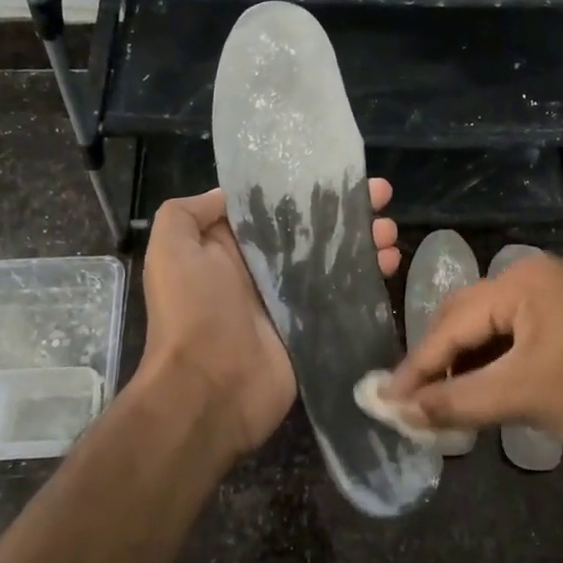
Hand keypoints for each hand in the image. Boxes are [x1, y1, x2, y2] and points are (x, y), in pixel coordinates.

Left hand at [138, 180, 398, 458]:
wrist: (208, 389)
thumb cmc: (192, 312)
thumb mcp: (170, 248)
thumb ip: (189, 212)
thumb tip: (227, 195)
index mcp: (229, 247)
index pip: (274, 208)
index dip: (305, 189)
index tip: (341, 174)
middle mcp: (261, 270)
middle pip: (311, 231)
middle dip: (346, 212)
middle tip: (382, 196)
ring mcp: (290, 300)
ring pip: (333, 260)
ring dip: (364, 241)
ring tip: (390, 230)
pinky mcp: (313, 327)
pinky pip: (344, 296)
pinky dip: (368, 278)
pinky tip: (391, 262)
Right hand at [384, 252, 562, 476]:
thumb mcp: (524, 397)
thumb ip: (456, 400)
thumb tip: (398, 410)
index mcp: (524, 281)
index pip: (453, 322)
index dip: (417, 364)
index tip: (385, 398)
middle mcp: (536, 278)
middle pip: (467, 319)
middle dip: (438, 362)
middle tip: (412, 403)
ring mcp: (557, 299)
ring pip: (490, 332)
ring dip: (465, 367)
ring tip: (442, 404)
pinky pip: (516, 340)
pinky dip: (494, 368)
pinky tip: (480, 393)